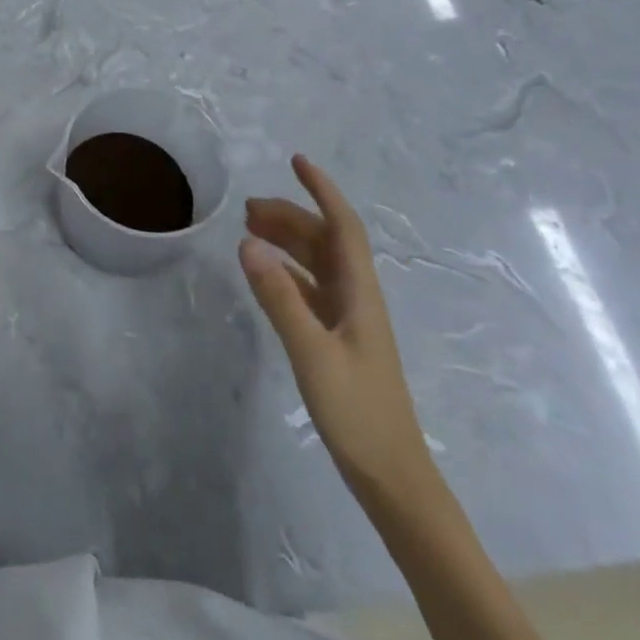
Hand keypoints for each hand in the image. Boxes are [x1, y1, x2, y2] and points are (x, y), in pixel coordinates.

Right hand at [239, 155, 434, 506]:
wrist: (392, 478)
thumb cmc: (357, 411)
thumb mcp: (311, 351)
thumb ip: (279, 296)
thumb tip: (247, 241)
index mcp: (359, 293)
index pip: (342, 227)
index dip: (322, 190)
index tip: (297, 160)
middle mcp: (356, 298)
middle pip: (325, 241)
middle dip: (291, 215)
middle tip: (248, 207)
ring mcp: (348, 320)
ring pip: (316, 263)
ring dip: (287, 241)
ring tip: (249, 230)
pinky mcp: (337, 340)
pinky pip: (309, 288)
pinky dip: (286, 271)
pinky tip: (265, 274)